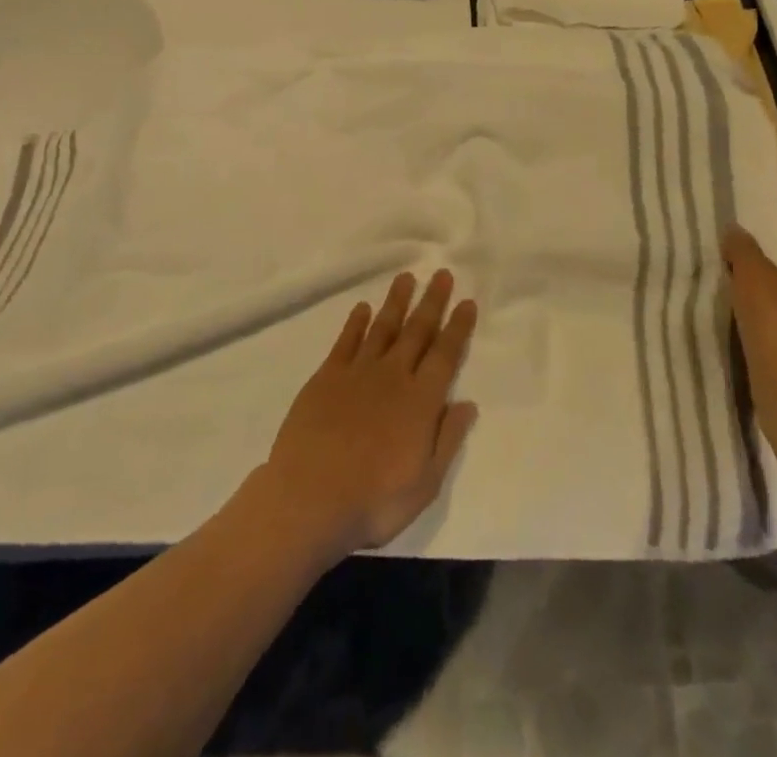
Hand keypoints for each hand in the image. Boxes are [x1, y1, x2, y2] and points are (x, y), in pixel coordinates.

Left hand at [254, 270, 478, 560]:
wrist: (309, 499)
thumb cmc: (373, 501)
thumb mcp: (425, 484)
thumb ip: (447, 440)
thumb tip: (468, 403)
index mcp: (420, 402)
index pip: (445, 355)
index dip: (458, 327)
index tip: (467, 302)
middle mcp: (393, 377)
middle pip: (417, 331)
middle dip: (432, 302)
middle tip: (442, 274)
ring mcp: (357, 373)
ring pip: (383, 327)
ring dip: (396, 302)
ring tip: (406, 278)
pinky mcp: (326, 377)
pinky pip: (346, 341)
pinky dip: (355, 322)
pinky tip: (362, 308)